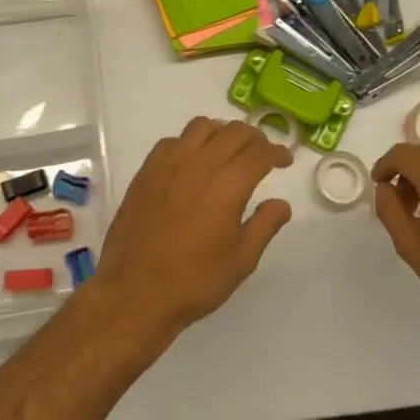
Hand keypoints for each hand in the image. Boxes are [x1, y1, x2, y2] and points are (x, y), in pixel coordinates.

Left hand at [86, 117, 293, 341]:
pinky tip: (193, 160)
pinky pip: (172, 140)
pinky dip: (190, 142)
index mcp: (227, 187)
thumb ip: (265, 225)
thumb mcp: (241, 261)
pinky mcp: (146, 171)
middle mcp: (199, 165)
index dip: (276, 152)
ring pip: (201, 127)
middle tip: (262, 152)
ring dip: (222, 132)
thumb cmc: (194, 281)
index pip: (259, 153)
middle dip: (254, 137)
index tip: (285, 159)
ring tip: (229, 149)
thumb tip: (281, 203)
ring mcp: (169, 164)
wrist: (135, 292)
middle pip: (233, 132)